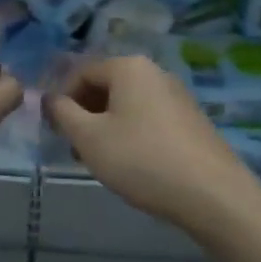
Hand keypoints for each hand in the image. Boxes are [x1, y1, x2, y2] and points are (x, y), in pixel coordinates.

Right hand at [46, 55, 260, 232]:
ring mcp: (176, 95)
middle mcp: (154, 72)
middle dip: (83, 114)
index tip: (54, 131)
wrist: (212, 194)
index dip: (60, 99)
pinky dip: (130, 134)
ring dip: (104, 126)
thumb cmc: (141, 159)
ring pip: (126, 104)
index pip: (80, 71)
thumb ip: (62, 113)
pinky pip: (148, 118)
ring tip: (99, 161)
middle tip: (74, 148)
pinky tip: (130, 164)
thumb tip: (48, 98)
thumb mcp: (89, 138)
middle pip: (105, 85)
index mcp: (128, 67)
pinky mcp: (190, 120)